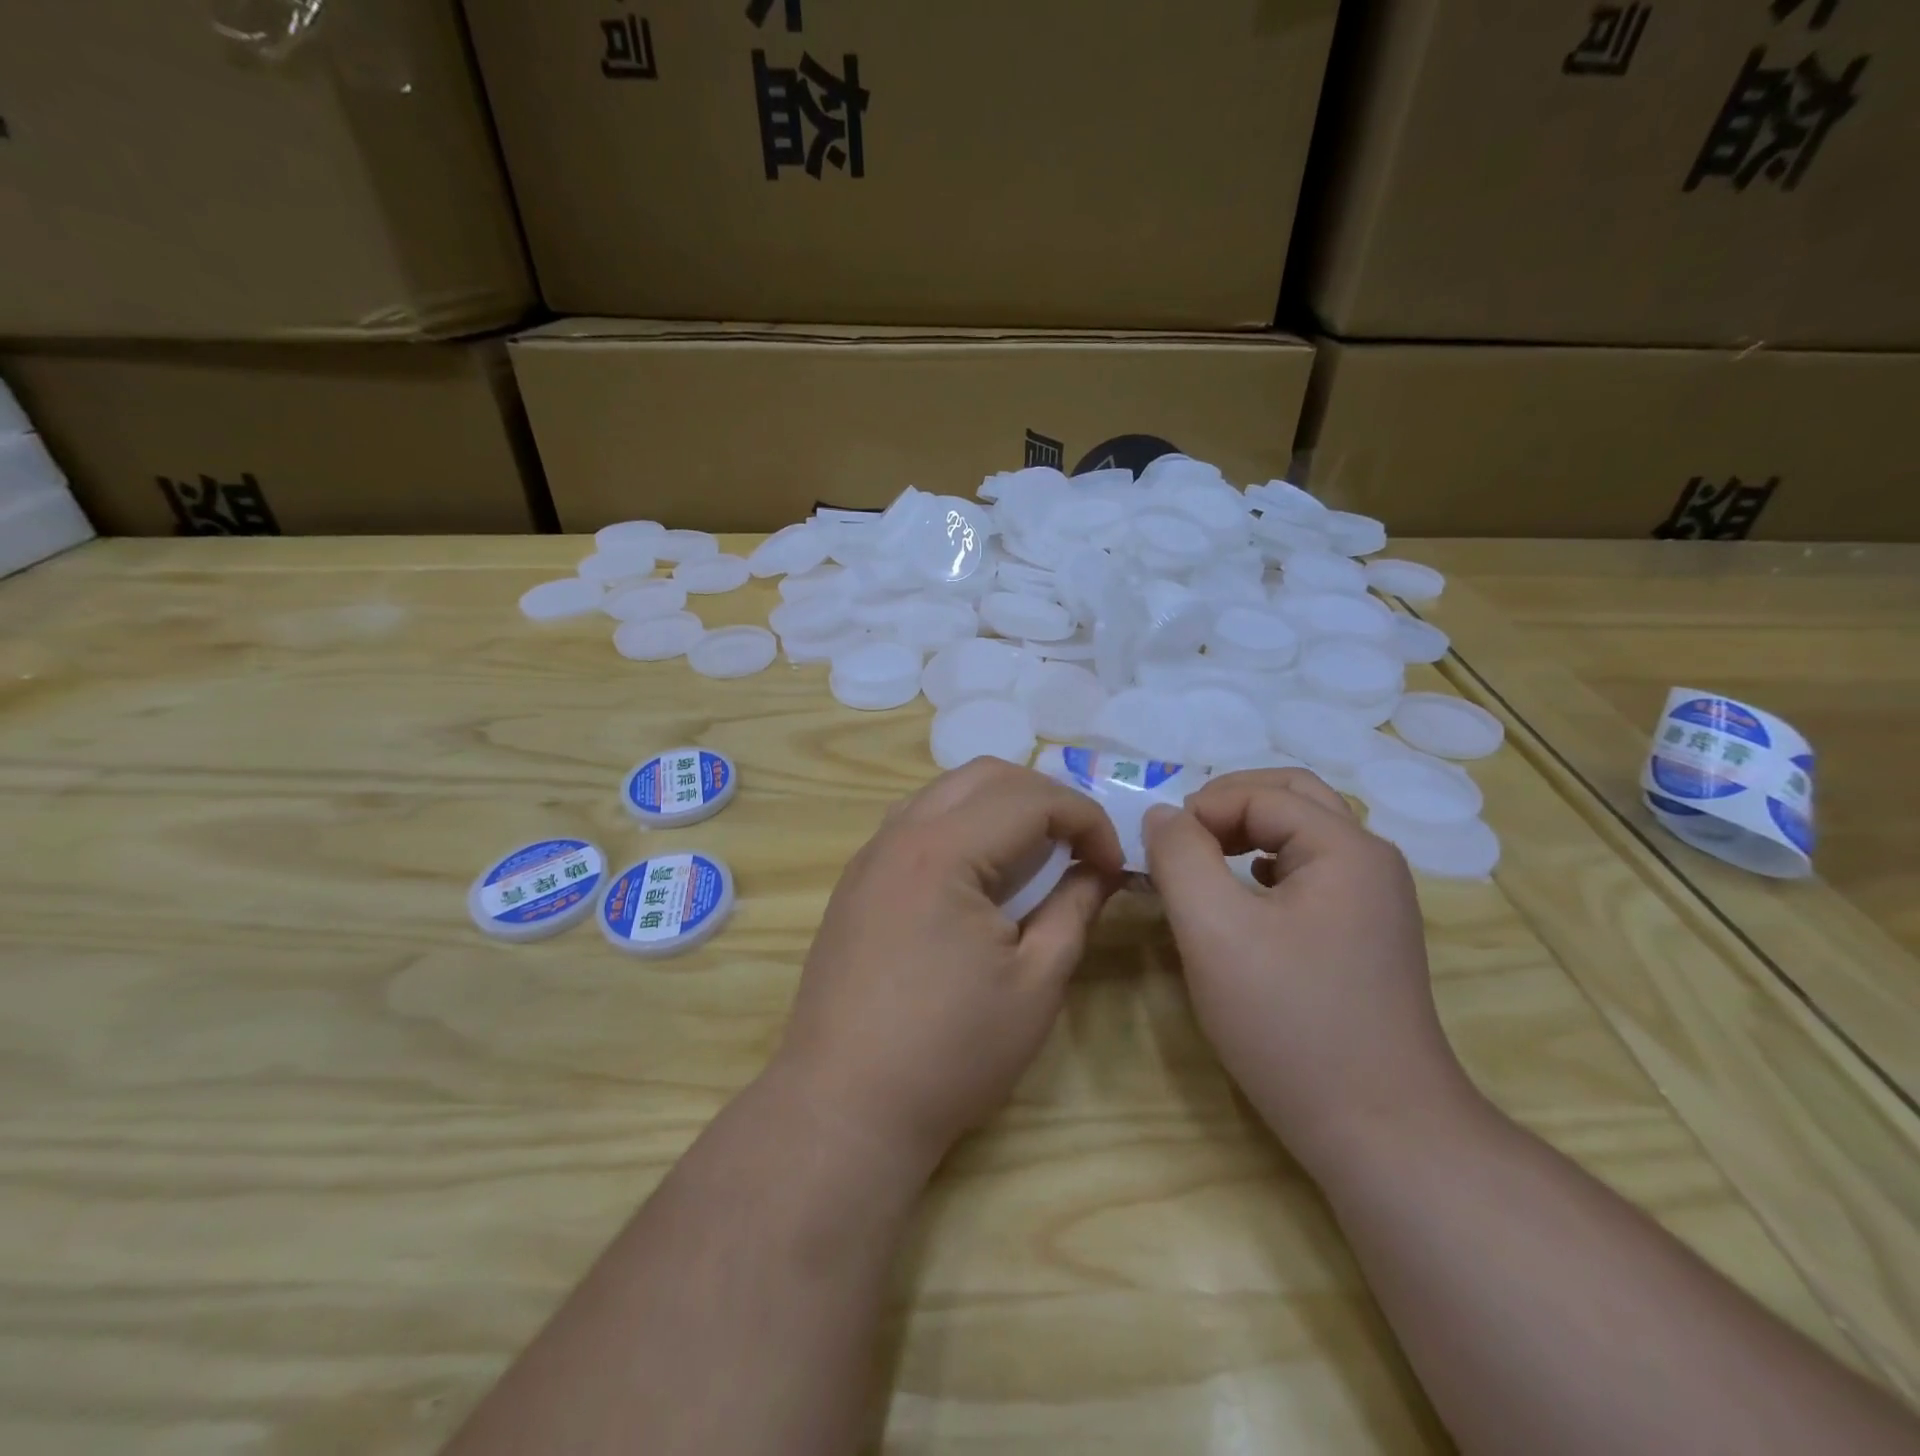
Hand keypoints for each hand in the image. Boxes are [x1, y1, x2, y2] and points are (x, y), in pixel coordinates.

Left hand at [773, 760, 1125, 1175]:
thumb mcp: (1035, 985)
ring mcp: (871, 855)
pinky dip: (961, 825)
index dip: (1086, 819)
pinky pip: (917, 822)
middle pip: (985, 775)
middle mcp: (901, 835)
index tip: (1112, 863)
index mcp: (944, 851)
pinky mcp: (857, 881)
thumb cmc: (950, 1052)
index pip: (1031, 798)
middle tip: (1078, 846)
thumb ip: (1074, 911)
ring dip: (999, 805)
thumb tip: (1098, 871)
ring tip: (1034, 853)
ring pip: (946, 791)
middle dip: (1045, 797)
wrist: (844, 1105)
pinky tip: (979, 873)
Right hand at [1142, 769, 1473, 1169]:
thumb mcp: (1213, 930)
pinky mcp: (1366, 934)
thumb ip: (1179, 856)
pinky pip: (1310, 873)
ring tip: (1204, 865)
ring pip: (1301, 834)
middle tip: (1182, 842)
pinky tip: (1243, 902)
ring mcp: (1375, 900)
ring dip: (1246, 834)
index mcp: (1345, 847)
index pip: (1259, 794)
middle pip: (1290, 797)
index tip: (1160, 855)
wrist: (1381, 1131)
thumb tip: (1163, 815)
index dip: (1201, 811)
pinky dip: (1266, 867)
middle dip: (1227, 807)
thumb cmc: (1290, 1022)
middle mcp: (1370, 861)